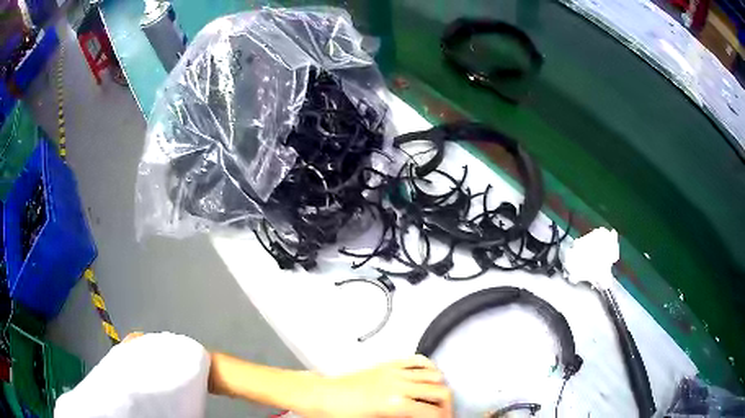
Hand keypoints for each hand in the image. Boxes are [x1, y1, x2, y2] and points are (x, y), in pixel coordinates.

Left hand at [303, 355, 452, 417]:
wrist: (320, 396)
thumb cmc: (340, 414)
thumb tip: (417, 417)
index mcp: (394, 404)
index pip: (433, 412)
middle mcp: (398, 385)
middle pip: (439, 390)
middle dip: (447, 404)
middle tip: (444, 414)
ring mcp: (393, 372)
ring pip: (432, 373)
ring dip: (440, 386)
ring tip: (437, 398)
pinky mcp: (386, 365)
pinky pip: (415, 360)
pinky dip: (428, 366)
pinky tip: (429, 376)